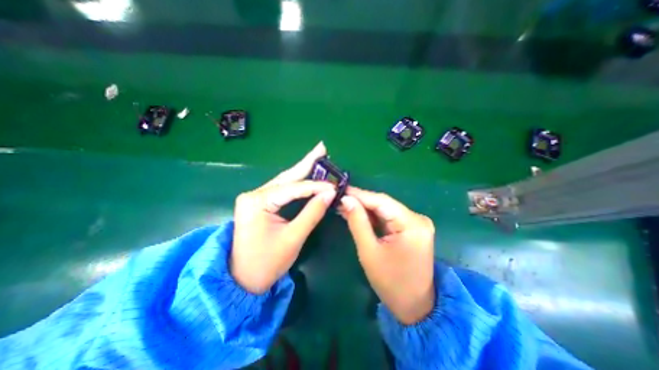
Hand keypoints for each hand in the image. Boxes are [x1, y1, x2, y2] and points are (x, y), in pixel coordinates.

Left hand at [230, 141, 334, 293]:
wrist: (241, 281)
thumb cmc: (266, 263)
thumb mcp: (293, 238)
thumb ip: (312, 213)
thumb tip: (330, 194)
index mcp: (258, 201)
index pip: (294, 189)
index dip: (316, 187)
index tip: (335, 187)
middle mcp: (254, 194)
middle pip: (287, 176)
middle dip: (306, 162)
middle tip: (322, 148)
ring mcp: (255, 197)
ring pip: (285, 181)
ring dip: (303, 170)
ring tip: (317, 157)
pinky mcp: (260, 203)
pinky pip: (282, 189)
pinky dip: (297, 183)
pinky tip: (306, 174)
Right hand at [340, 188, 435, 323]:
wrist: (414, 305)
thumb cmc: (390, 283)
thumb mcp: (369, 252)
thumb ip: (358, 222)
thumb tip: (346, 199)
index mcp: (412, 224)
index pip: (381, 201)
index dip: (359, 194)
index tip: (340, 190)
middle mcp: (417, 218)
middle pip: (384, 204)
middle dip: (360, 201)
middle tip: (339, 198)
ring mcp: (416, 223)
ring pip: (385, 209)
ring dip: (365, 208)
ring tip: (344, 205)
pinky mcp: (411, 228)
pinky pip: (388, 217)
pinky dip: (372, 216)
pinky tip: (357, 213)